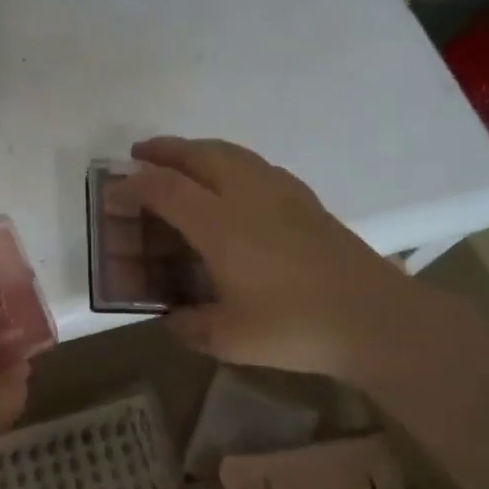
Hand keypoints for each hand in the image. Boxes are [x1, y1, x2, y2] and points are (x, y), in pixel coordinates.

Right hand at [123, 136, 443, 380]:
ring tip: (182, 159)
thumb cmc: (296, 328)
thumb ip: (190, 325)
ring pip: (233, 154)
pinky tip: (235, 182)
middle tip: (140, 153)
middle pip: (200, 155)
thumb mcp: (228, 338)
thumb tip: (173, 317)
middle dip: (165, 150)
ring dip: (199, 150)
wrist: (376, 319)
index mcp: (221, 225)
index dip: (133, 187)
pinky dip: (232, 162)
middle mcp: (248, 197)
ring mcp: (283, 195)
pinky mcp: (308, 203)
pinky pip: (259, 166)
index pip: (166, 190)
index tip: (112, 193)